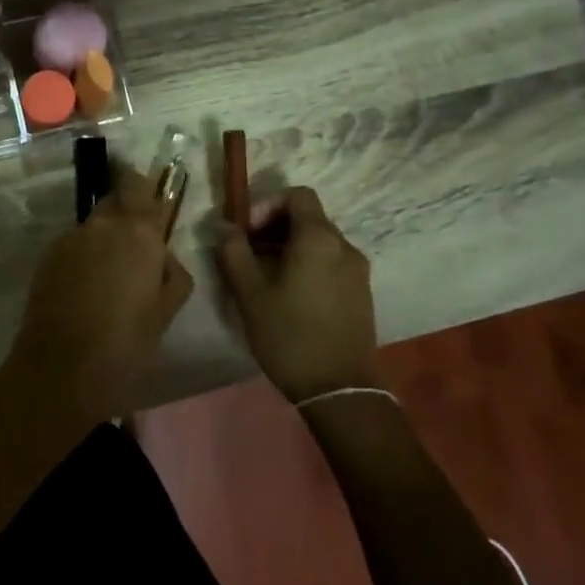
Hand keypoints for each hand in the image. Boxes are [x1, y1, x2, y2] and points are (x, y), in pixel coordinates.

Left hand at [7, 162, 193, 423]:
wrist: (62, 368)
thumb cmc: (127, 341)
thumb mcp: (168, 310)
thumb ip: (173, 273)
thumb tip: (162, 257)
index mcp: (138, 232)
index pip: (140, 185)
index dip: (146, 189)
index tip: (153, 206)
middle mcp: (102, 224)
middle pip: (115, 199)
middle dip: (126, 213)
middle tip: (135, 247)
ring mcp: (70, 239)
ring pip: (93, 225)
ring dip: (103, 238)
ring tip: (108, 277)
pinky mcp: (47, 257)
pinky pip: (73, 245)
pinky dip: (82, 257)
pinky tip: (85, 290)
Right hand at [216, 187, 380, 404]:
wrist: (340, 389)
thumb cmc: (290, 336)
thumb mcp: (250, 294)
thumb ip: (234, 252)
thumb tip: (224, 226)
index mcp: (318, 239)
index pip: (298, 195)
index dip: (268, 204)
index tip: (248, 232)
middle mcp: (344, 246)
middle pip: (308, 217)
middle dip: (275, 228)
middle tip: (248, 255)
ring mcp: (357, 270)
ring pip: (319, 241)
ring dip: (290, 247)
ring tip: (264, 278)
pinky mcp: (361, 292)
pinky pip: (331, 262)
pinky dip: (308, 265)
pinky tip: (289, 296)